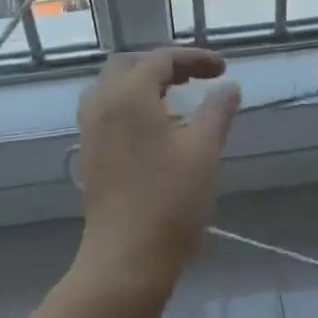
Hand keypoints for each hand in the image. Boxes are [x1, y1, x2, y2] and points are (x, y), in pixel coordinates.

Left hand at [73, 47, 240, 291]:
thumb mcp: (204, 150)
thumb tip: (228, 86)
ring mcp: (90, 128)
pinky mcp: (88, 152)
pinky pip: (107, 109)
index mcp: (129, 94)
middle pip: (131, 64)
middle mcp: (102, 103)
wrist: (126, 259)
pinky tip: (156, 127)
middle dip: (165, 65)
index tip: (223, 69)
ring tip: (177, 98)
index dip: (194, 58)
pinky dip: (131, 103)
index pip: (161, 58)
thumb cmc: (170, 200)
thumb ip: (217, 110)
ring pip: (114, 86)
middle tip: (197, 78)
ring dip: (145, 82)